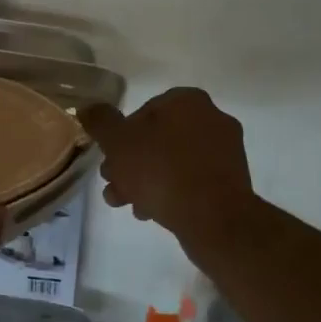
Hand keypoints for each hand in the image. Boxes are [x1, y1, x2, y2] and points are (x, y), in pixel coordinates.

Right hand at [80, 88, 258, 266]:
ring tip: (127, 204)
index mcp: (188, 101)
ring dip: (146, 180)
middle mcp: (212, 119)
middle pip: (158, 138)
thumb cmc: (162, 171)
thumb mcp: (118, 143)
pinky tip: (151, 213)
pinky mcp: (232, 183)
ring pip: (173, 162)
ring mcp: (226, 152)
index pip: (144, 110)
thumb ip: (101, 122)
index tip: (109, 158)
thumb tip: (88, 108)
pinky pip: (192, 181)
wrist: (214, 220)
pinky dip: (171, 192)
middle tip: (113, 183)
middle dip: (131, 162)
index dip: (121, 135)